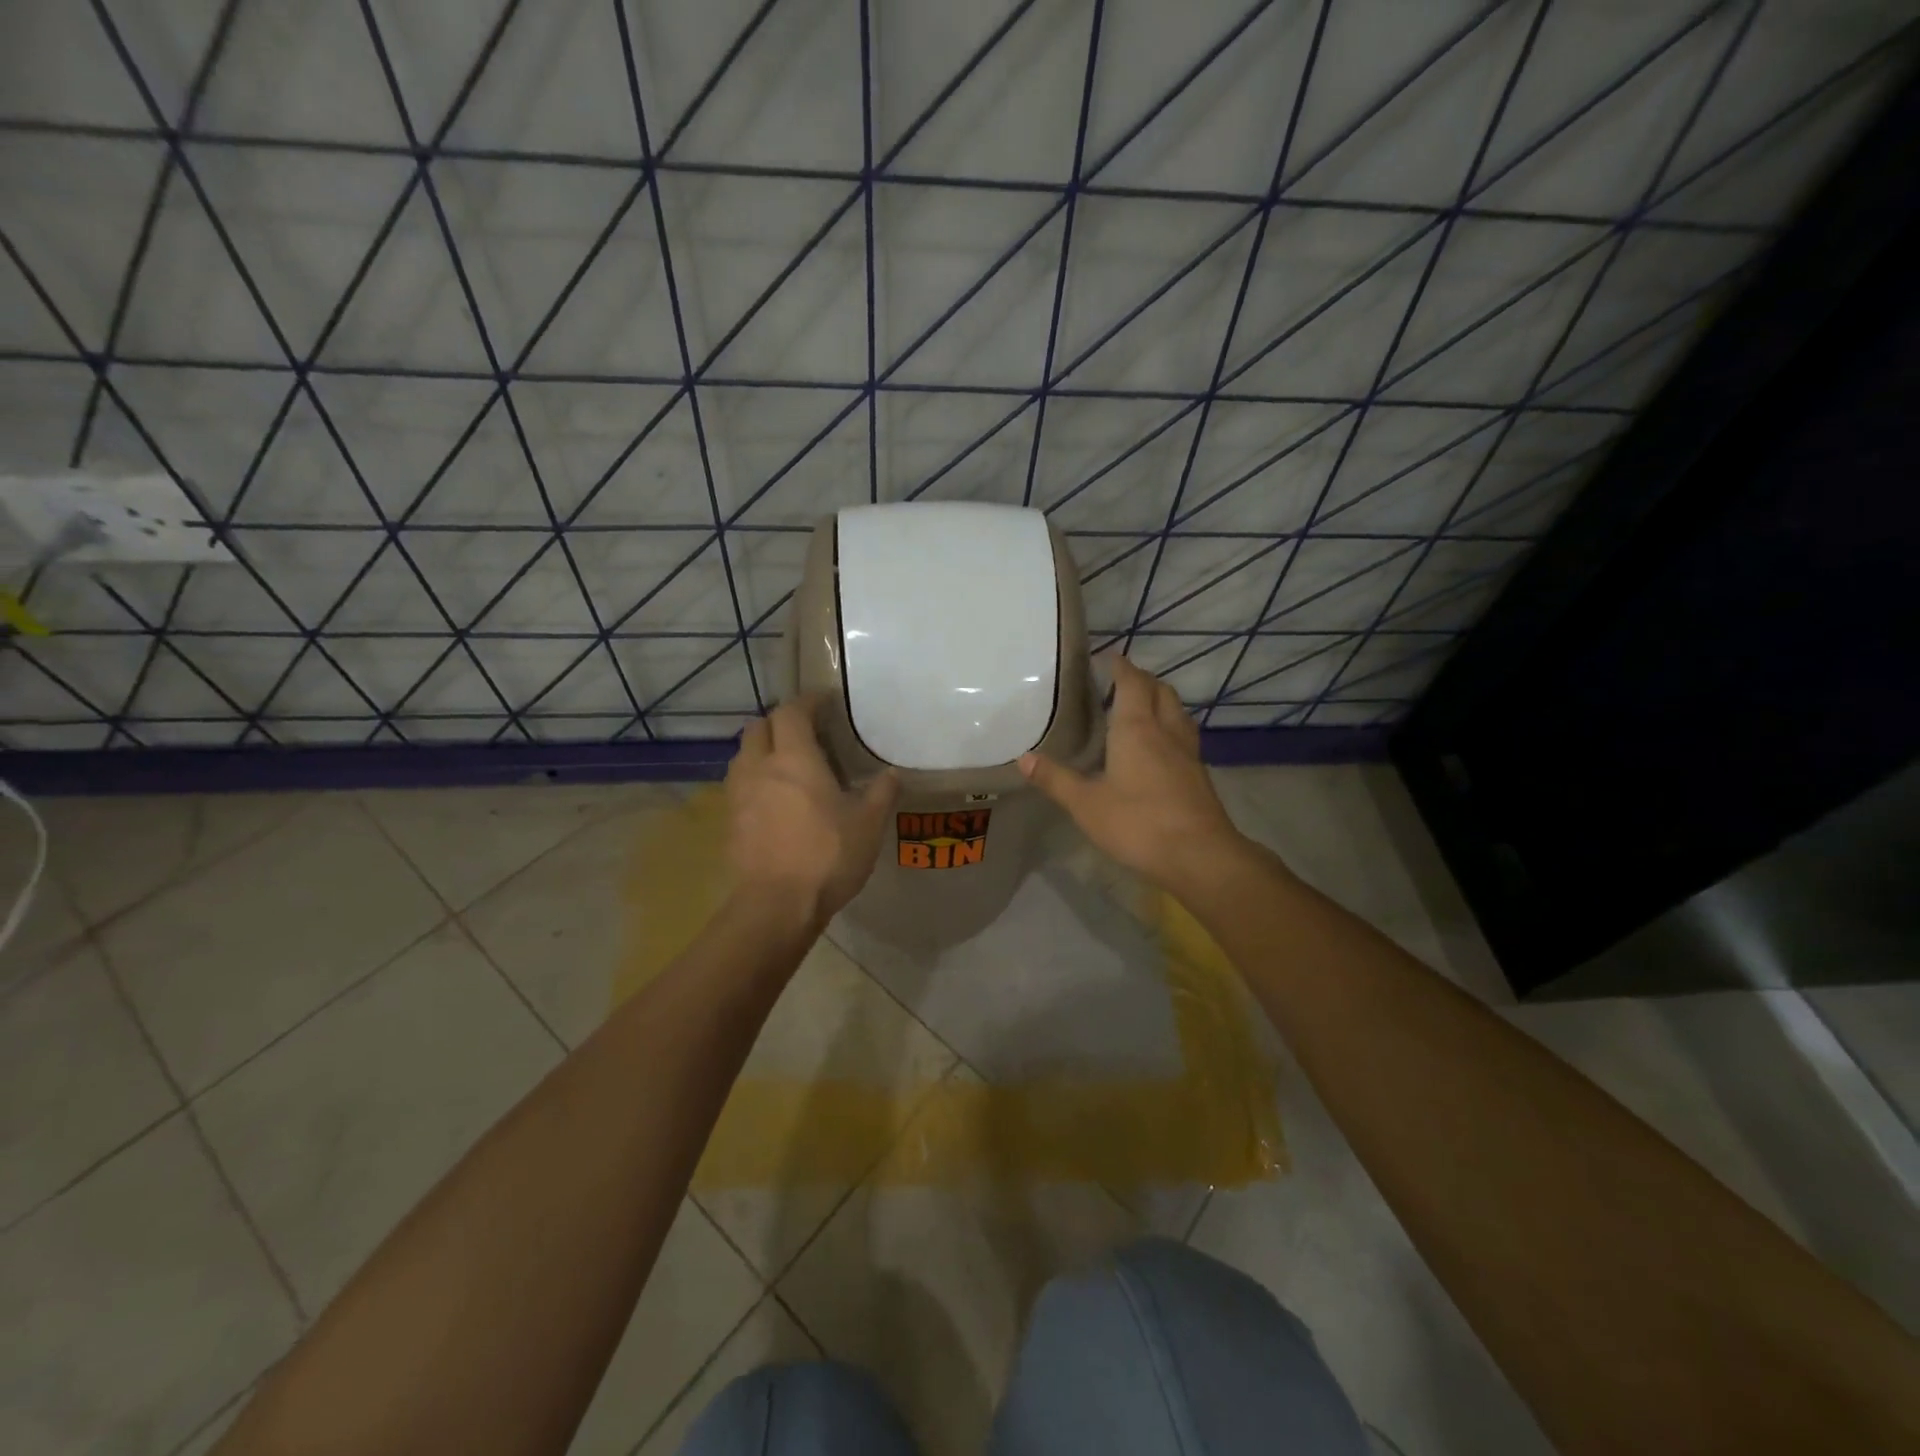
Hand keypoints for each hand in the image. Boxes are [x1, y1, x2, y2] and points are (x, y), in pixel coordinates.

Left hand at [725, 696, 898, 924]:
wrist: (776, 905)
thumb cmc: (827, 856)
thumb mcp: (868, 824)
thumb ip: (882, 792)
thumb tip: (893, 773)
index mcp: (794, 758)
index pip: (792, 712)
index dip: (807, 702)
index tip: (824, 702)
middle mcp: (760, 767)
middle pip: (758, 727)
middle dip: (779, 722)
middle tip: (804, 732)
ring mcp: (739, 794)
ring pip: (743, 755)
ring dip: (762, 749)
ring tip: (786, 764)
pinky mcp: (729, 821)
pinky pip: (738, 785)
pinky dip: (754, 779)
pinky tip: (773, 799)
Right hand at [1019, 656, 1246, 893]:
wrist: (1199, 855)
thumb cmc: (1137, 823)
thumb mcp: (1086, 804)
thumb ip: (1055, 779)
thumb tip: (1024, 757)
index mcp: (1136, 728)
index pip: (1132, 682)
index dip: (1120, 666)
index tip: (1107, 657)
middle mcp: (1166, 731)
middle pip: (1161, 690)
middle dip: (1142, 679)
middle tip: (1120, 682)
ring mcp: (1188, 753)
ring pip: (1177, 712)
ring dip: (1161, 701)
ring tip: (1141, 708)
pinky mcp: (1199, 775)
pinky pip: (1184, 736)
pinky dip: (1170, 727)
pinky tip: (1160, 747)